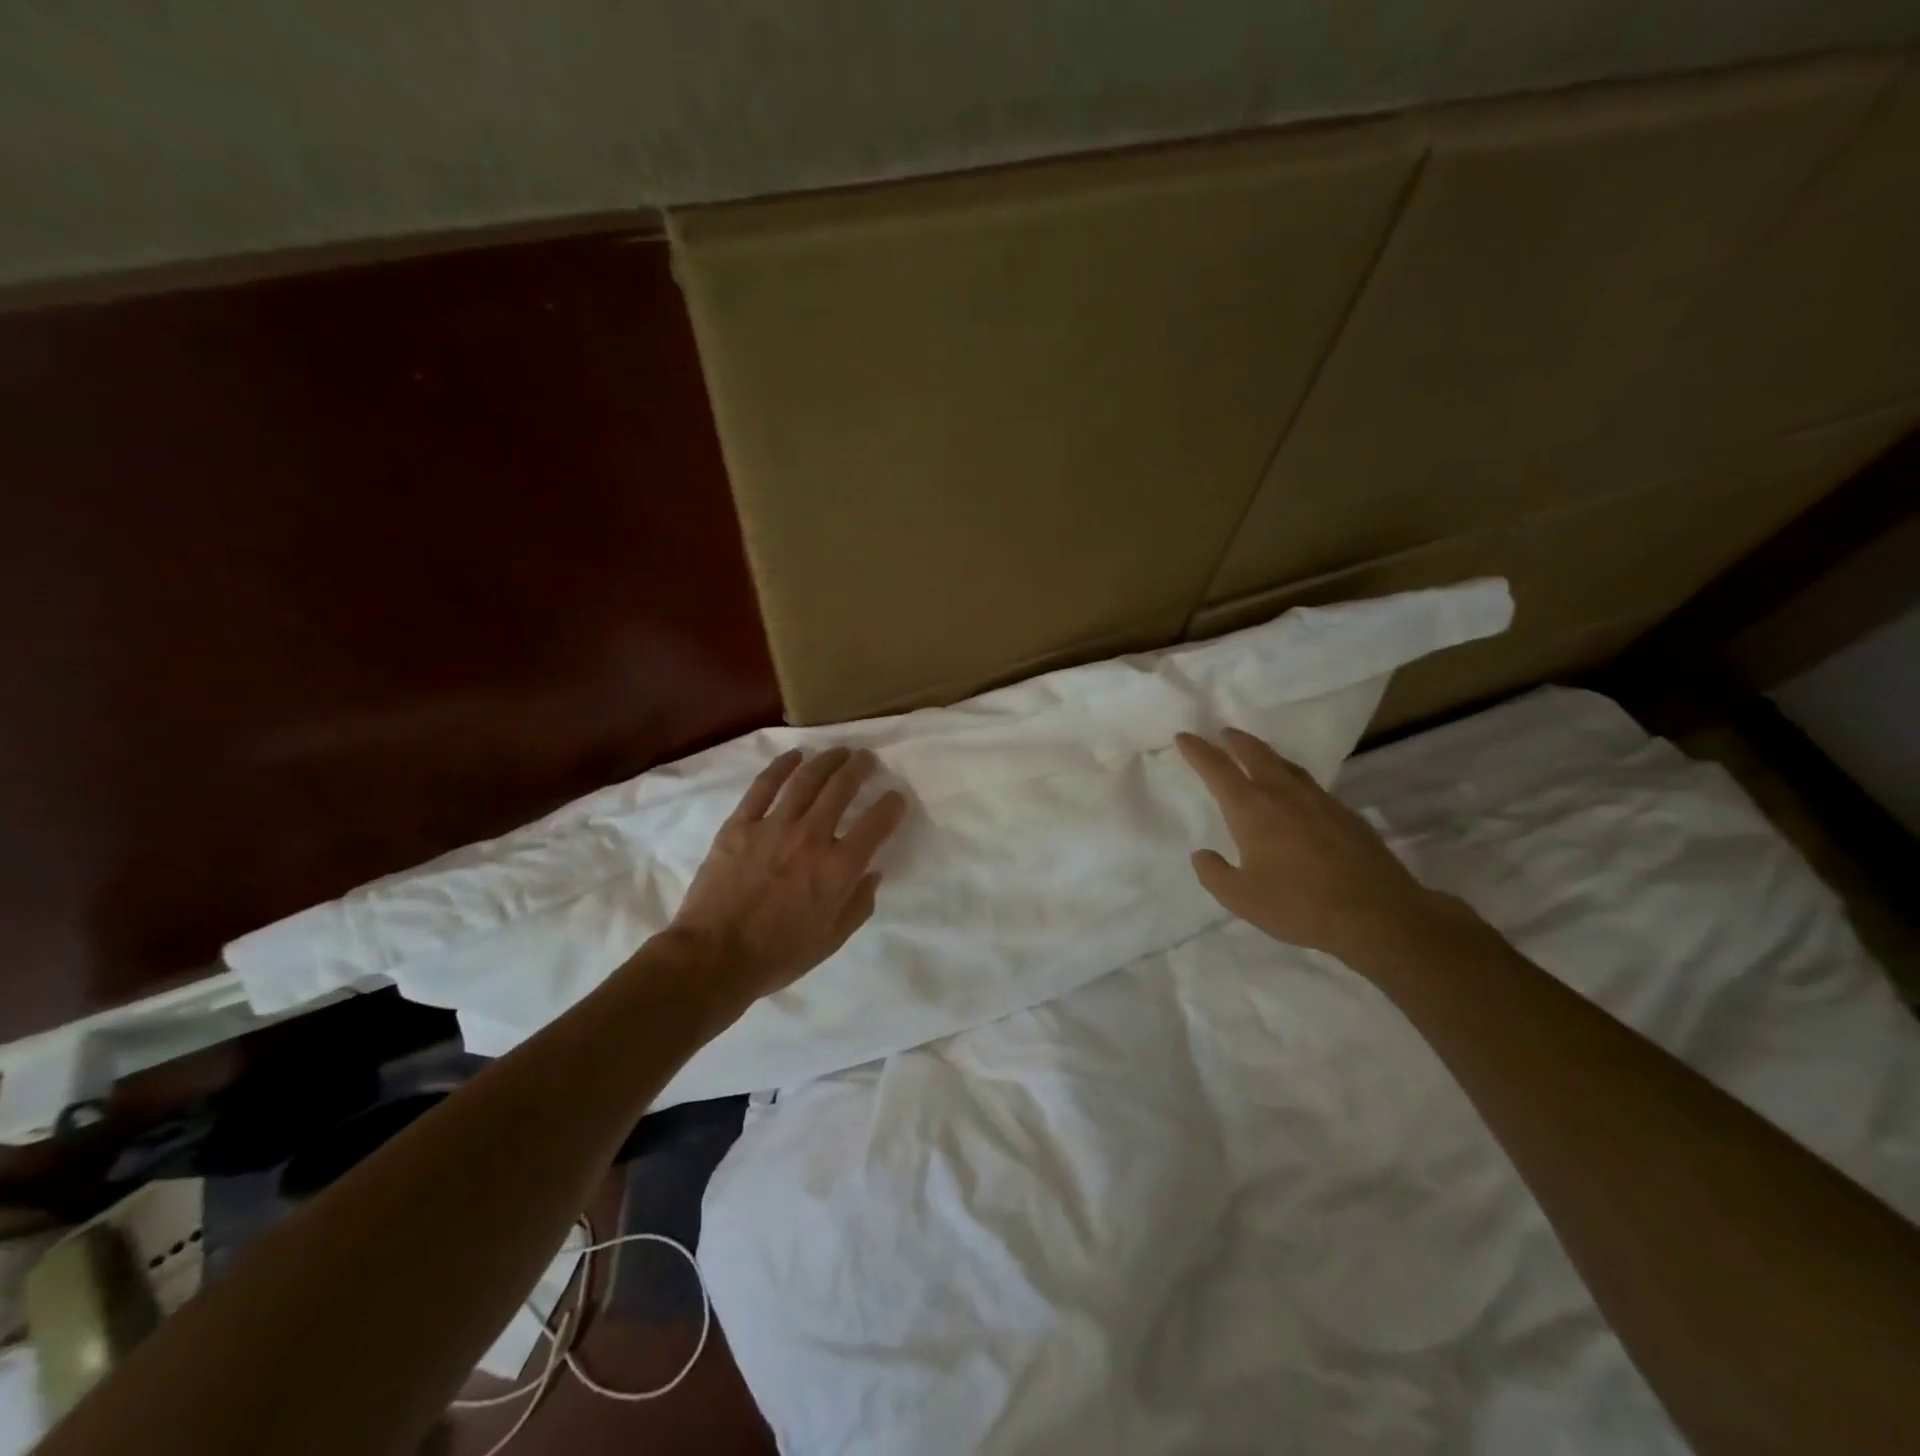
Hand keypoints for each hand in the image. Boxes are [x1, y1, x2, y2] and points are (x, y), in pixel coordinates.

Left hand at [668, 746, 907, 1004]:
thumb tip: (873, 873)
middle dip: (859, 768)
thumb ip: (858, 905)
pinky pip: (763, 787)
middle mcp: (811, 838)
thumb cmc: (778, 955)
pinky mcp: (740, 825)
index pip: (876, 824)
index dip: (891, 806)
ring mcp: (773, 827)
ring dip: (826, 761)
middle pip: (841, 789)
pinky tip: (794, 756)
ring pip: (806, 780)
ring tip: (839, 751)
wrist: (714, 957)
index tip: (896, 797)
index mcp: (838, 869)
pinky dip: (780, 767)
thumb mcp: (831, 940)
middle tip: (866, 759)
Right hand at [1176, 728, 1467, 972]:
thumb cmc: (1298, 905)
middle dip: (1235, 740)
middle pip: (1255, 753)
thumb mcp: (1241, 898)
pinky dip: (1293, 778)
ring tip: (1257, 755)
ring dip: (1266, 754)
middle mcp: (1283, 794)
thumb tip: (1202, 855)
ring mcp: (1319, 800)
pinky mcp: (1346, 814)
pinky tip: (1296, 794)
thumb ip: (1214, 874)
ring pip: (1286, 765)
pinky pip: (1310, 785)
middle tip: (1223, 733)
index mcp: (1251, 808)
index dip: (1198, 750)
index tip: (1184, 736)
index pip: (1217, 769)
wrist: (1376, 914)